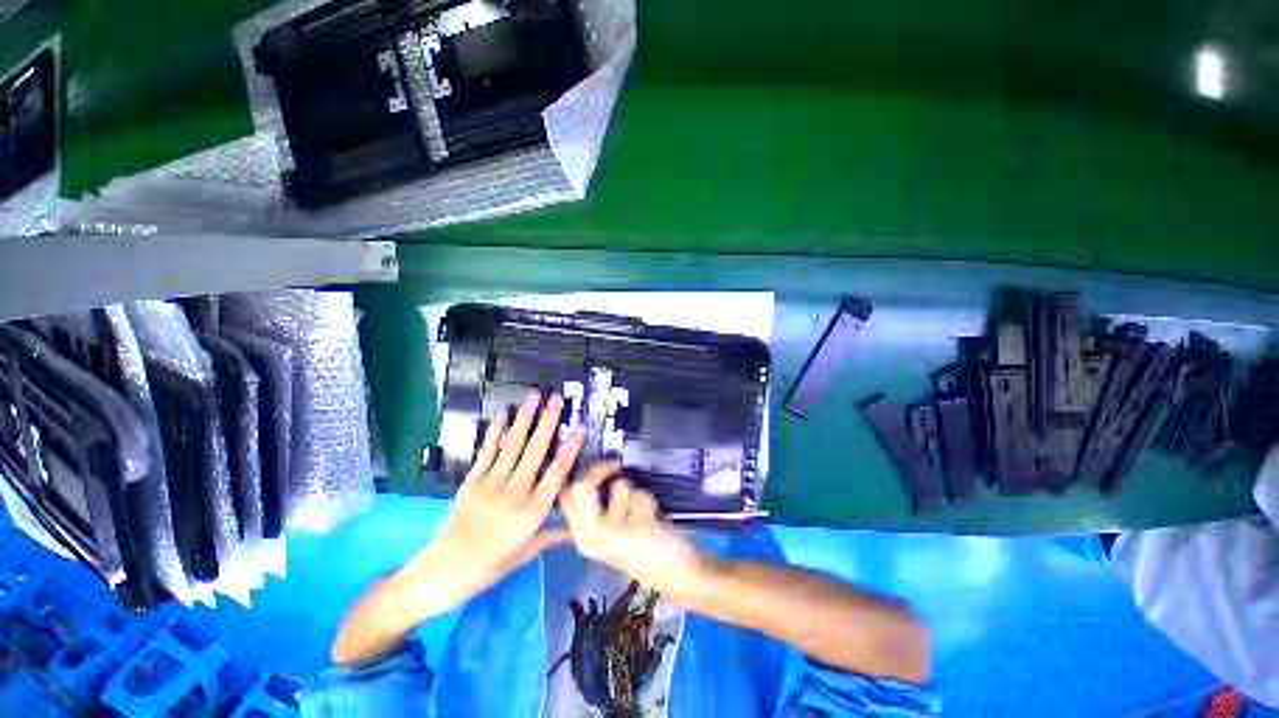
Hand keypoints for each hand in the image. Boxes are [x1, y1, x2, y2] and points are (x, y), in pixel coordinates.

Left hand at [405, 391, 582, 608]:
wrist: (441, 572)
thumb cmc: (490, 566)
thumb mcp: (526, 553)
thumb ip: (553, 534)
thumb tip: (578, 529)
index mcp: (532, 512)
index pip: (557, 473)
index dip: (570, 448)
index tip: (580, 427)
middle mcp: (514, 492)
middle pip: (536, 451)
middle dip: (548, 422)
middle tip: (557, 399)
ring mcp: (491, 484)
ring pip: (513, 445)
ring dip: (525, 418)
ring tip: (534, 396)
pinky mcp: (471, 481)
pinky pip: (487, 451)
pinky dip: (496, 431)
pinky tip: (504, 413)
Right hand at [558, 461, 706, 597]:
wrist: (675, 574)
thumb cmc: (642, 545)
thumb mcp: (612, 527)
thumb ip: (597, 504)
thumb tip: (592, 464)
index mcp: (581, 534)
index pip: (564, 496)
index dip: (574, 472)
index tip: (590, 458)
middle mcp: (589, 536)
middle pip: (581, 486)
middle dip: (600, 469)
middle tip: (615, 464)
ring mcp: (611, 535)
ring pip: (618, 486)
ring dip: (635, 492)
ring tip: (644, 513)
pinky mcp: (635, 530)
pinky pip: (640, 495)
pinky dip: (649, 501)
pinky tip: (655, 521)